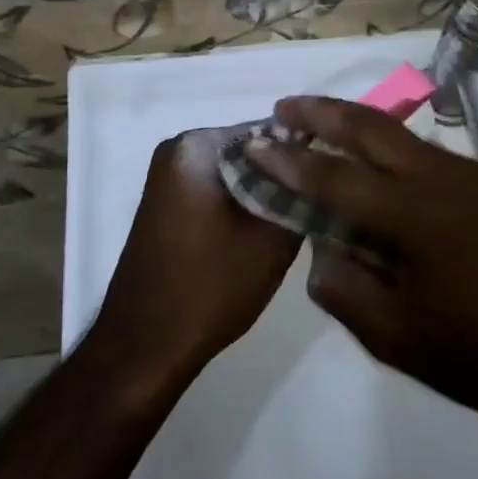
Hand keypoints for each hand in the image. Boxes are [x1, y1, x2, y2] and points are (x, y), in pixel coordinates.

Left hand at [89, 128, 301, 394]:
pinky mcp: (167, 204)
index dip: (307, 155)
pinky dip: (242, 205)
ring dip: (265, 192)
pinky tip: (262, 235)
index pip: (272, 130)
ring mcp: (168, 177)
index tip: (334, 183)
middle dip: (284, 174)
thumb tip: (324, 169)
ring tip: (296, 222)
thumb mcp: (273, 240)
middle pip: (253, 149)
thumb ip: (302, 193)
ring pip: (237, 172)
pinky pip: (218, 189)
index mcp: (197, 145)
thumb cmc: (209, 288)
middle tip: (317, 206)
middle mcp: (177, 148)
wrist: (144, 348)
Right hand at [245, 95, 477, 432]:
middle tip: (285, 108)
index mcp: (415, 215)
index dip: (289, 160)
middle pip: (371, 127)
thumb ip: (342, 286)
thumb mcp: (392, 337)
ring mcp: (474, 174)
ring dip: (359, 129)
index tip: (256, 143)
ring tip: (324, 133)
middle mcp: (444, 177)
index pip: (335, 176)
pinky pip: (430, 157)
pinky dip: (394, 154)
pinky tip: (381, 175)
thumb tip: (322, 245)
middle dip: (323, 112)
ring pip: (403, 137)